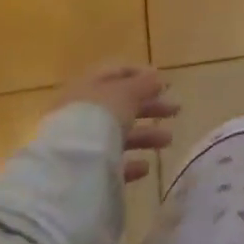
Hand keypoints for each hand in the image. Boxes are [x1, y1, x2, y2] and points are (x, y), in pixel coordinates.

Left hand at [57, 64, 178, 183]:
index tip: (164, 83)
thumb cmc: (98, 117)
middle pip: (121, 105)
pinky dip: (130, 163)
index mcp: (89, 86)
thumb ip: (143, 84)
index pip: (115, 73)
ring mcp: (81, 142)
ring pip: (118, 134)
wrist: (68, 166)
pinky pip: (110, 163)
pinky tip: (145, 167)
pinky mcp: (83, 170)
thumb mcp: (126, 93)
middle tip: (176, 110)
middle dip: (150, 107)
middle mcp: (83, 111)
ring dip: (145, 135)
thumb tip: (157, 77)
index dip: (140, 75)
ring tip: (168, 140)